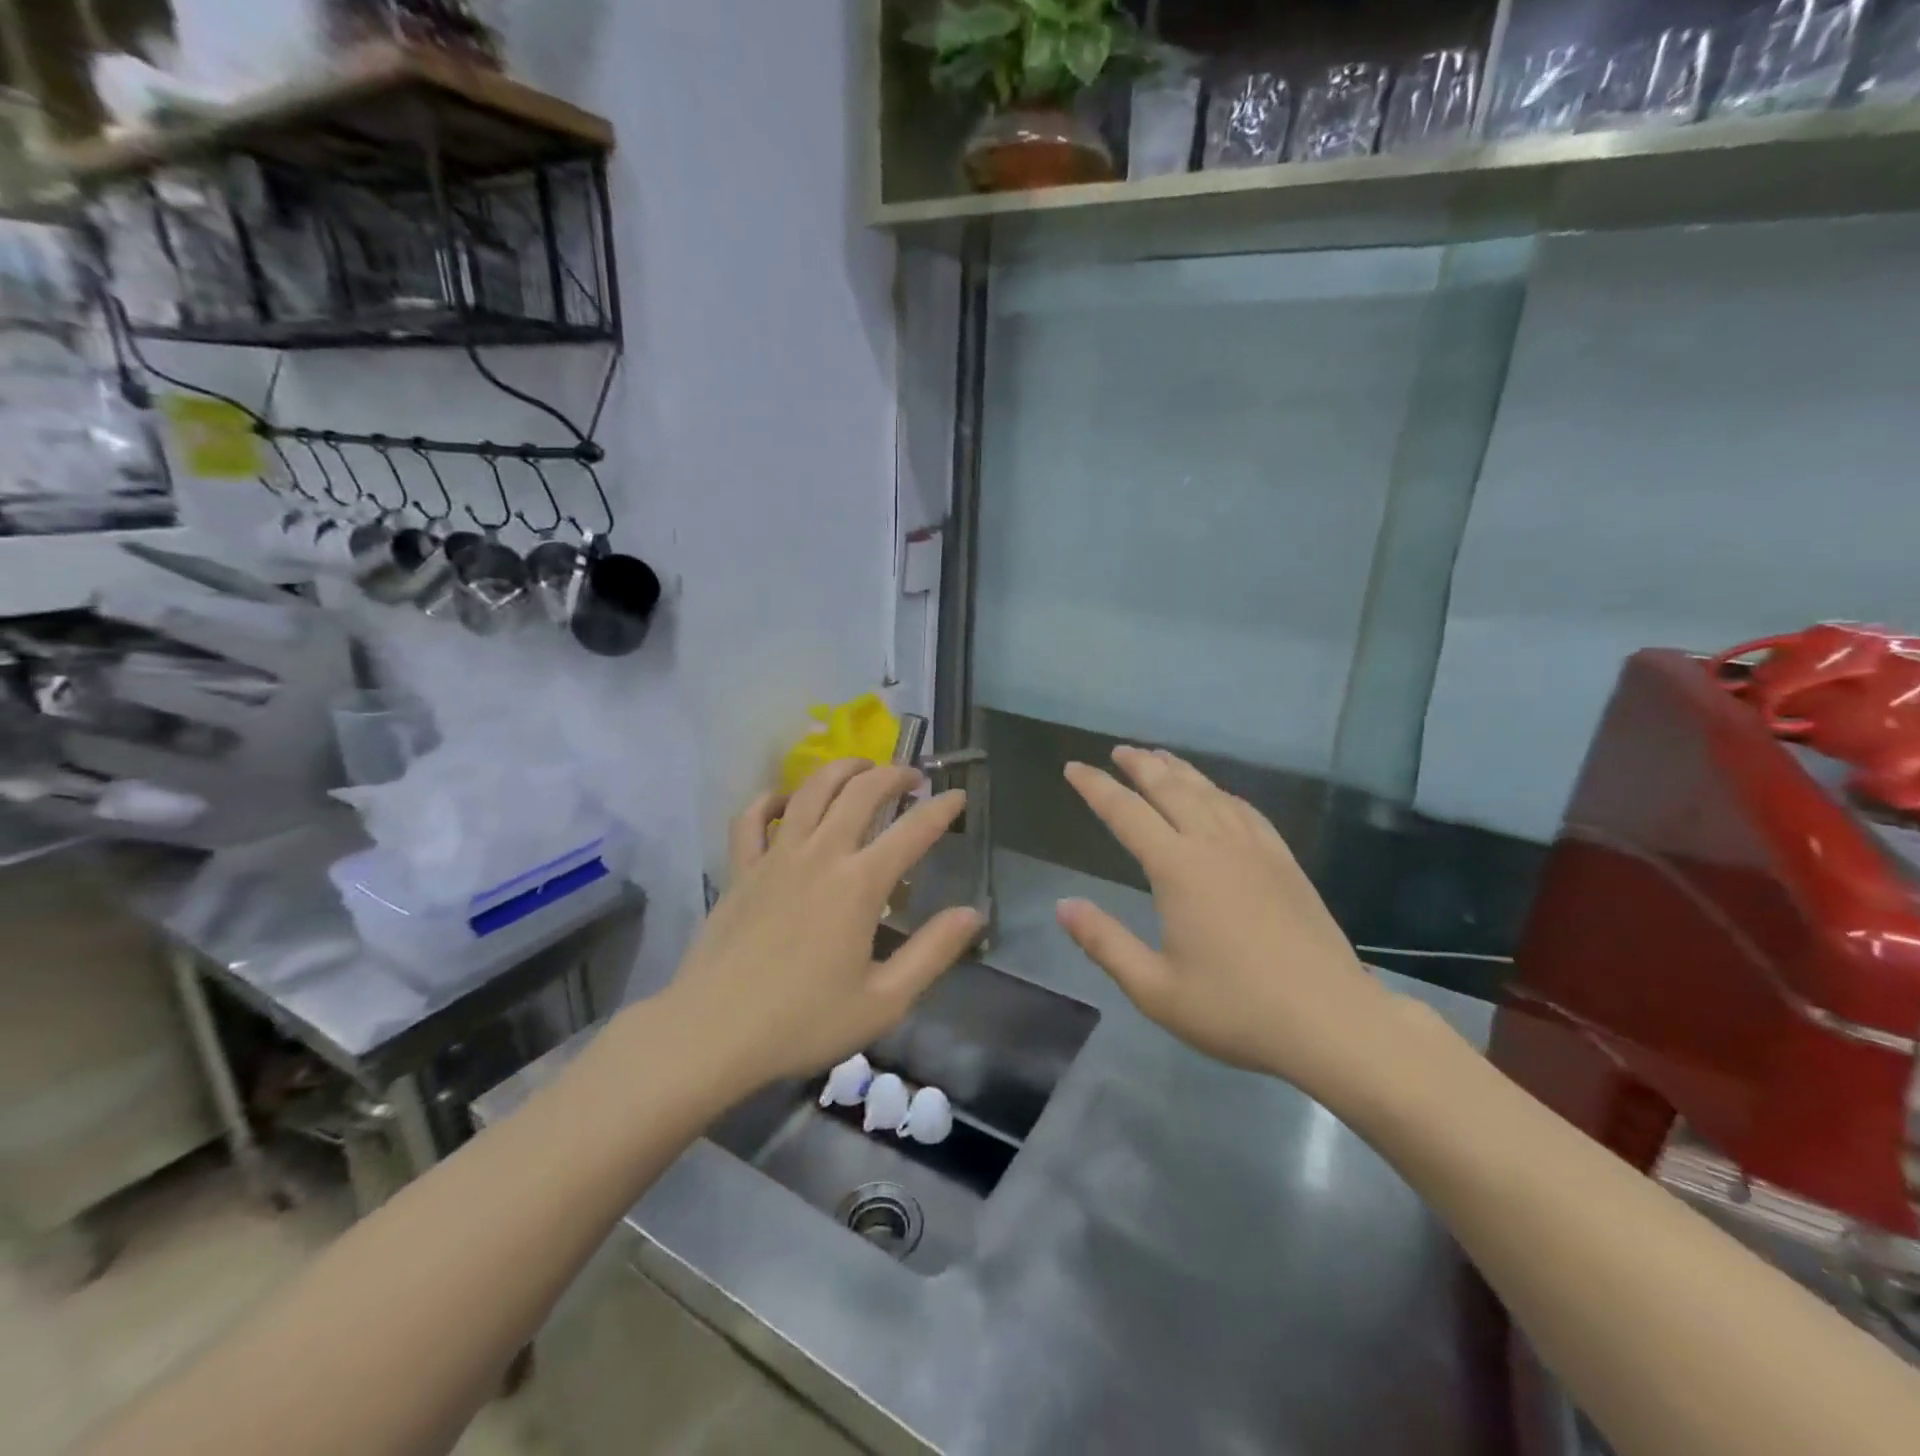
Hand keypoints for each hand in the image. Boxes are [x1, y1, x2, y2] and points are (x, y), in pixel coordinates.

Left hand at [664, 759, 982, 1094]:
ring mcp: (775, 856)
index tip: (959, 796)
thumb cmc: (803, 1022)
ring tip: (862, 767)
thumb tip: (973, 914)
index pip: (913, 831)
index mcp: (860, 883)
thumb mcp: (884, 1000)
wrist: (712, 1033)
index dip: (942, 809)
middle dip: (893, 774)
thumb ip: (933, 952)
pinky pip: (752, 817)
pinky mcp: (739, 869)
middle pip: (861, 791)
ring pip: (810, 789)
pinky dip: (771, 798)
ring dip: (841, 769)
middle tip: (913, 777)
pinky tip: (786, 799)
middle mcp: (820, 854)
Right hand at [1057, 747, 1397, 1097]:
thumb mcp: (1154, 988)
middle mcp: (1214, 845)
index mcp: (1178, 869)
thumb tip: (1063, 906)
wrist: (1331, 1021)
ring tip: (1159, 757)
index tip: (1073, 768)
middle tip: (1118, 751)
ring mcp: (1255, 850)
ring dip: (1180, 771)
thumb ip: (1104, 942)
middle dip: (1140, 766)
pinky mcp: (1284, 863)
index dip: (1096, 788)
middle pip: (1171, 789)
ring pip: (1210, 793)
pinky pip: (1247, 811)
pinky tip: (1220, 794)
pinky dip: (1223, 793)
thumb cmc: (1235, 1009)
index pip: (1126, 813)